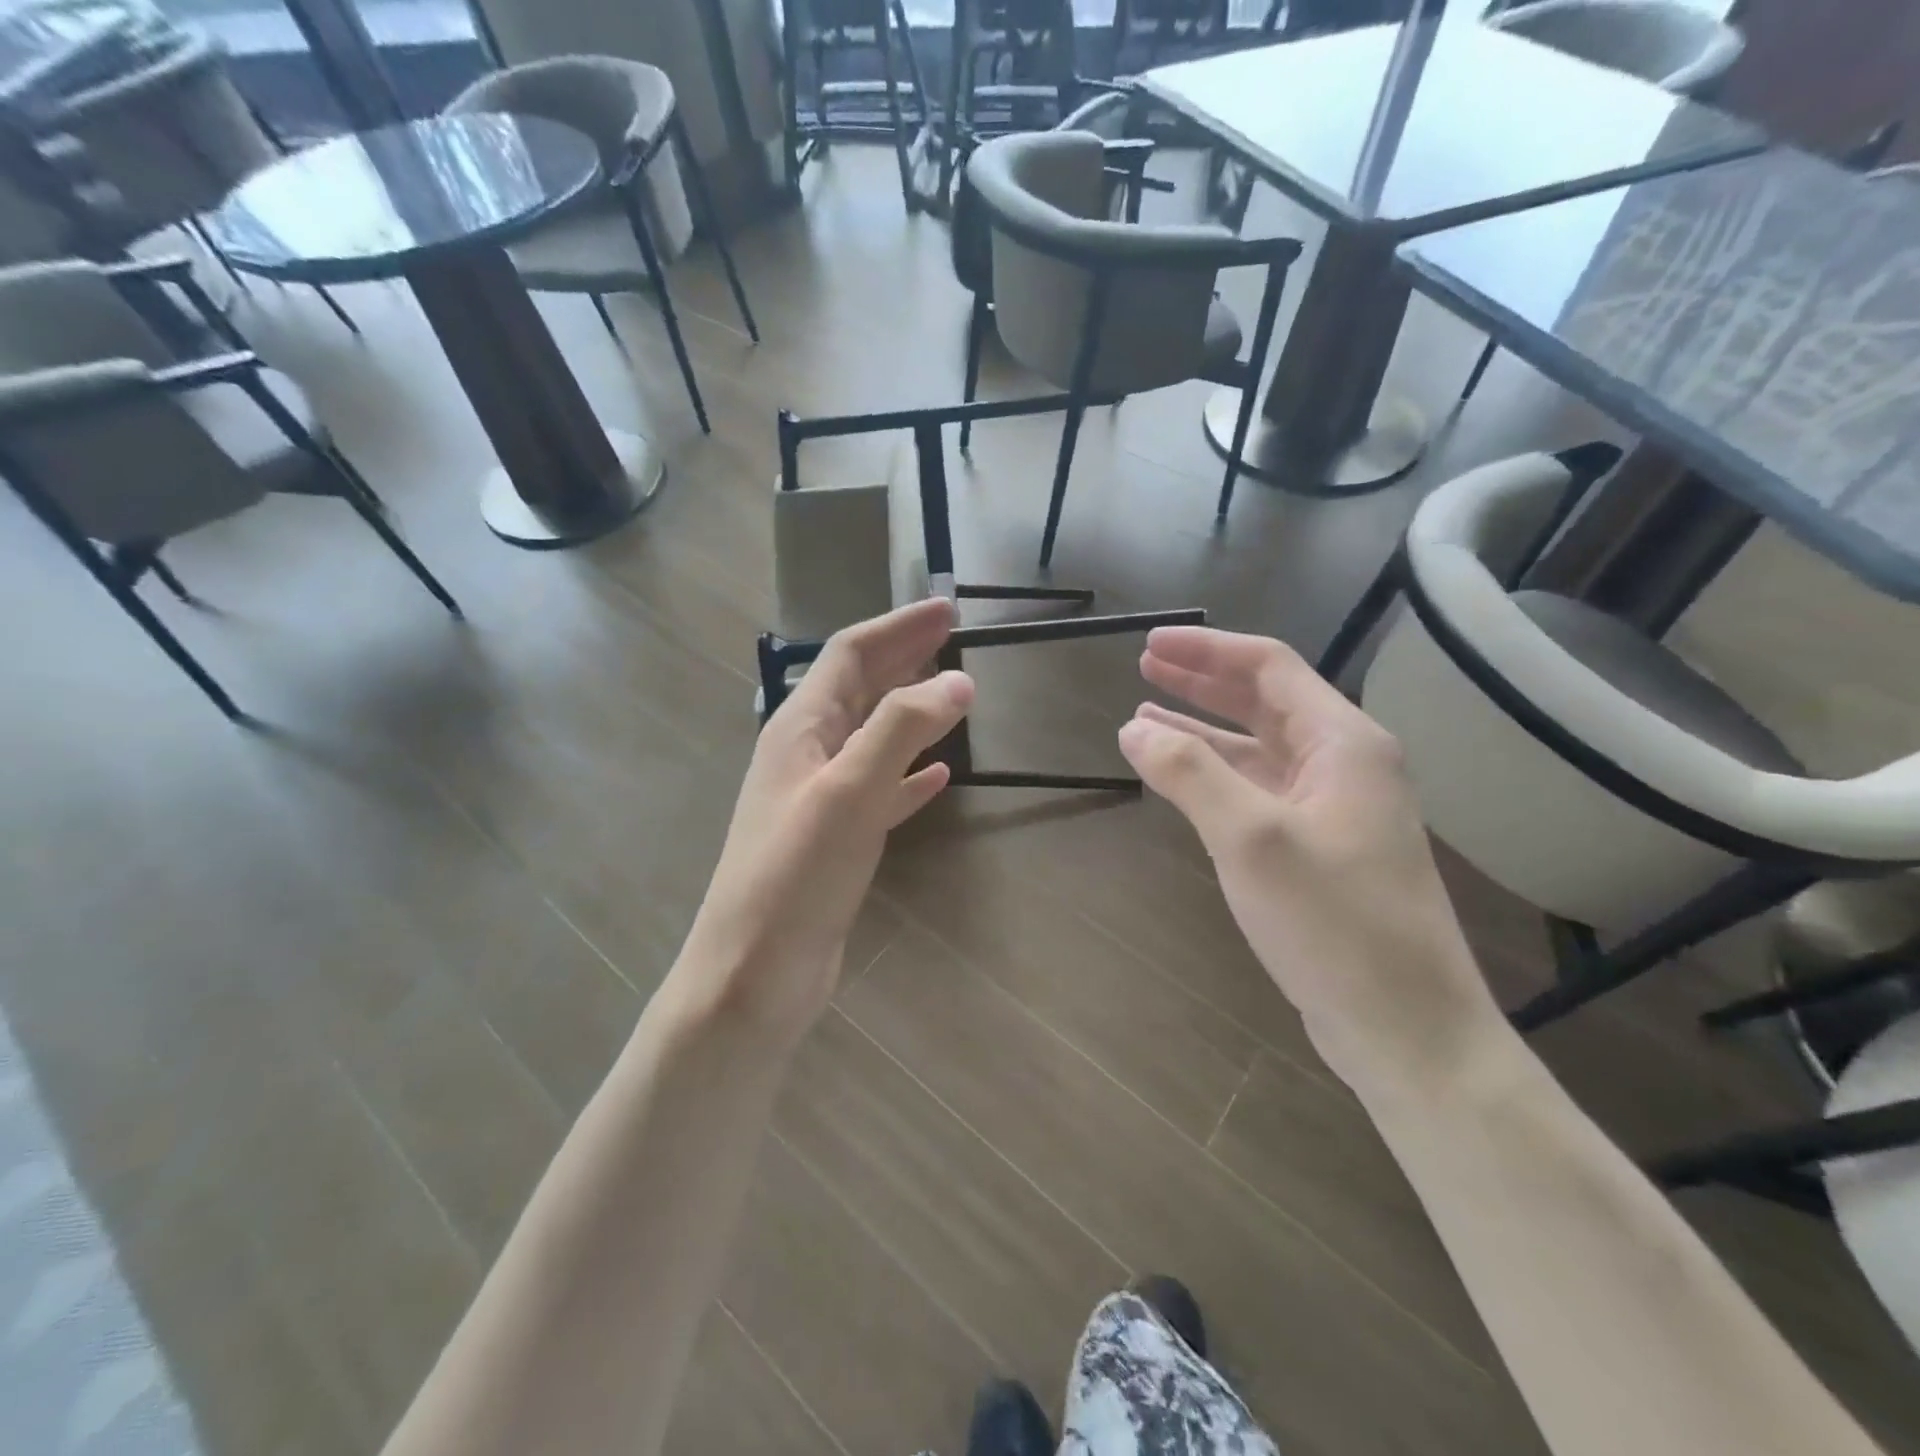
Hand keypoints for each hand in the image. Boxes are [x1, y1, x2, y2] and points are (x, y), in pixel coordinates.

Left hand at [679, 598, 972, 1040]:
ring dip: (909, 709)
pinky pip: (879, 789)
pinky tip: (937, 774)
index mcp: (800, 728)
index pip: (850, 654)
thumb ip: (902, 728)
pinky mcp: (835, 839)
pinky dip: (908, 773)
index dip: (898, 627)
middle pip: (860, 688)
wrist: (754, 974)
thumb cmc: (795, 876)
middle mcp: (806, 753)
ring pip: (871, 736)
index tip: (947, 609)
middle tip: (953, 637)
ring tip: (952, 694)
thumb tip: (958, 681)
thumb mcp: (849, 791)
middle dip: (904, 658)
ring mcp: (819, 797)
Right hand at [1118, 626, 1503, 1098]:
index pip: (1270, 668)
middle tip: (1145, 668)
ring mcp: (1332, 809)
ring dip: (1202, 730)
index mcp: (1343, 743)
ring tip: (1144, 718)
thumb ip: (1189, 775)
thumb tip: (1134, 728)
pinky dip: (1215, 776)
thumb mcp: (1252, 839)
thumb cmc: (1335, 924)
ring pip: (1257, 749)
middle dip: (1202, 683)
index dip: (1207, 651)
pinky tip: (1179, 779)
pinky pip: (1258, 791)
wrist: (1406, 1028)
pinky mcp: (1318, 848)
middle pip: (1265, 702)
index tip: (1150, 646)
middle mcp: (1343, 764)